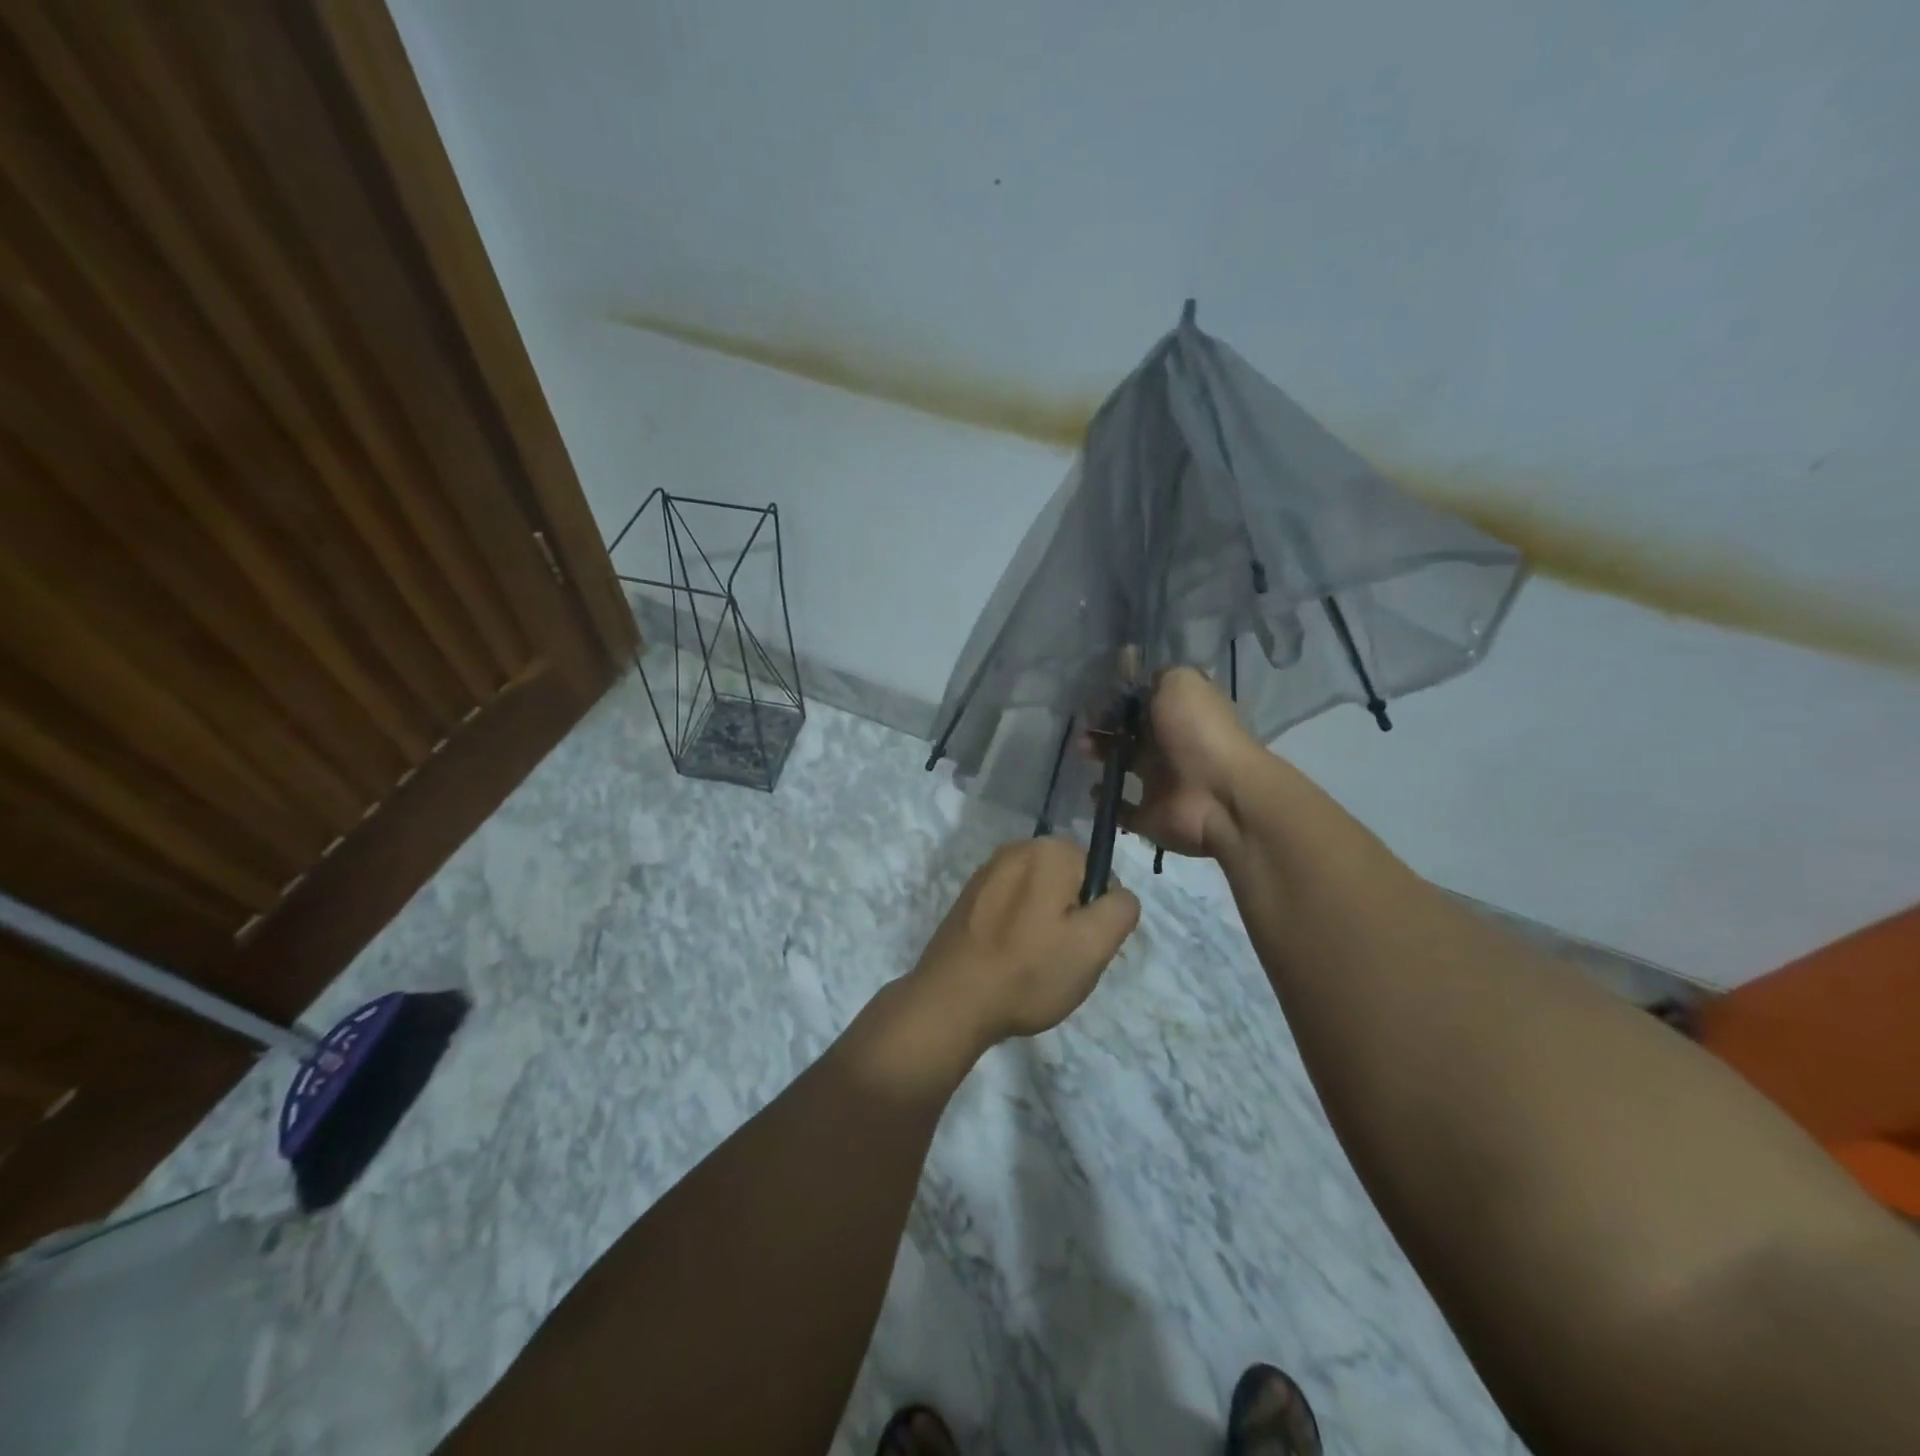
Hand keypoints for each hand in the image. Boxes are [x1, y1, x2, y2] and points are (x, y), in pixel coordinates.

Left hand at [909, 838, 1140, 1045]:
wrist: (950, 1002)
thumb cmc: (1029, 972)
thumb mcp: (1094, 946)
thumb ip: (1121, 909)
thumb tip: (1117, 894)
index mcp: (1048, 850)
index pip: (1099, 873)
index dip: (1098, 913)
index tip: (1082, 945)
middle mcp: (1016, 849)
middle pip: (1067, 882)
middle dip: (1071, 917)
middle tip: (1060, 958)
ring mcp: (987, 872)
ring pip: (1039, 897)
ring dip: (1044, 926)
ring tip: (1031, 964)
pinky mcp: (969, 897)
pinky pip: (1010, 907)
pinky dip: (1016, 930)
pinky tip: (1007, 961)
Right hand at [1089, 666, 1261, 860]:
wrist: (1220, 794)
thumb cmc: (1198, 732)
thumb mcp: (1181, 683)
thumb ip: (1158, 676)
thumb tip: (1139, 676)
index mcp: (1177, 715)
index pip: (1141, 703)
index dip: (1117, 697)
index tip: (1093, 694)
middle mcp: (1168, 746)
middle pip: (1127, 732)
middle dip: (1102, 726)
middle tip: (1084, 724)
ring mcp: (1160, 782)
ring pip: (1120, 765)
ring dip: (1099, 755)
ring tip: (1082, 749)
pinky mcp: (1150, 814)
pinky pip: (1122, 808)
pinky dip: (1106, 800)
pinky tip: (1093, 789)